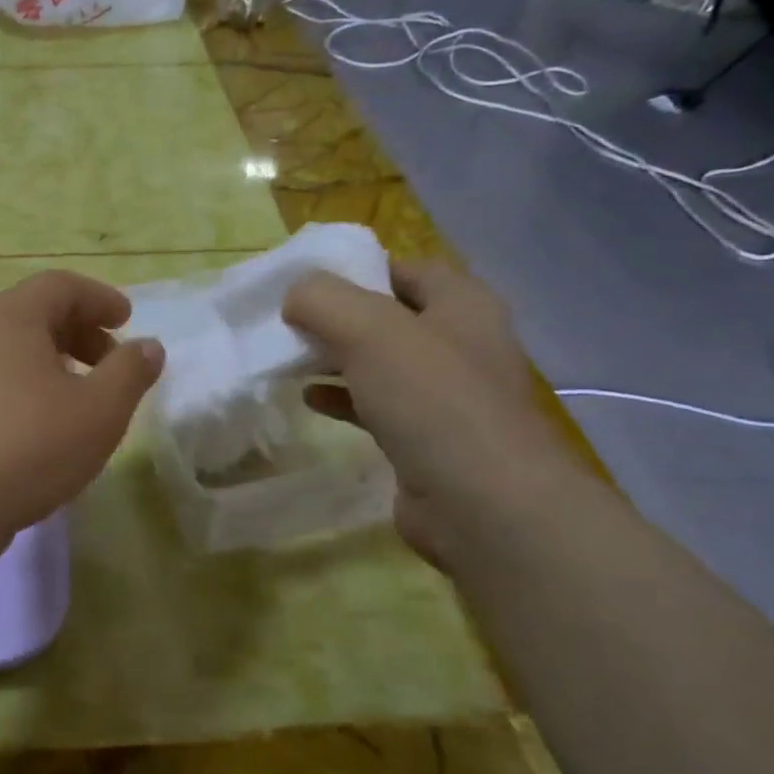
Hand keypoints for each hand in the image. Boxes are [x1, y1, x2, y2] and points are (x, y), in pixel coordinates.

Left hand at [0, 271, 163, 541]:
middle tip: (113, 362)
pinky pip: (4, 377)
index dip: (100, 298)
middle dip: (83, 330)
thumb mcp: (100, 408)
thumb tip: (149, 346)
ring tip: (88, 395)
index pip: (61, 285)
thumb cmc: (32, 444)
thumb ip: (131, 371)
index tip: (127, 321)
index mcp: (14, 316)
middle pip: (38, 312)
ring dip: (60, 360)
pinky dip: (36, 383)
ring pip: (20, 348)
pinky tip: (53, 423)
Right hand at [282, 259, 574, 566]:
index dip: (361, 268)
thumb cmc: (432, 401)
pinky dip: (343, 398)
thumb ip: (324, 300)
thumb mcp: (369, 330)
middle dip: (340, 318)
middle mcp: (460, 345)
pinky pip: (377, 406)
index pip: (409, 269)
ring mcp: (447, 396)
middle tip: (291, 321)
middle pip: (391, 317)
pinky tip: (309, 399)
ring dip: (337, 359)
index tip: (310, 281)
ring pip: (381, 364)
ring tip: (290, 358)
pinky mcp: (427, 440)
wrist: (483, 505)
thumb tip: (295, 296)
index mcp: (462, 305)